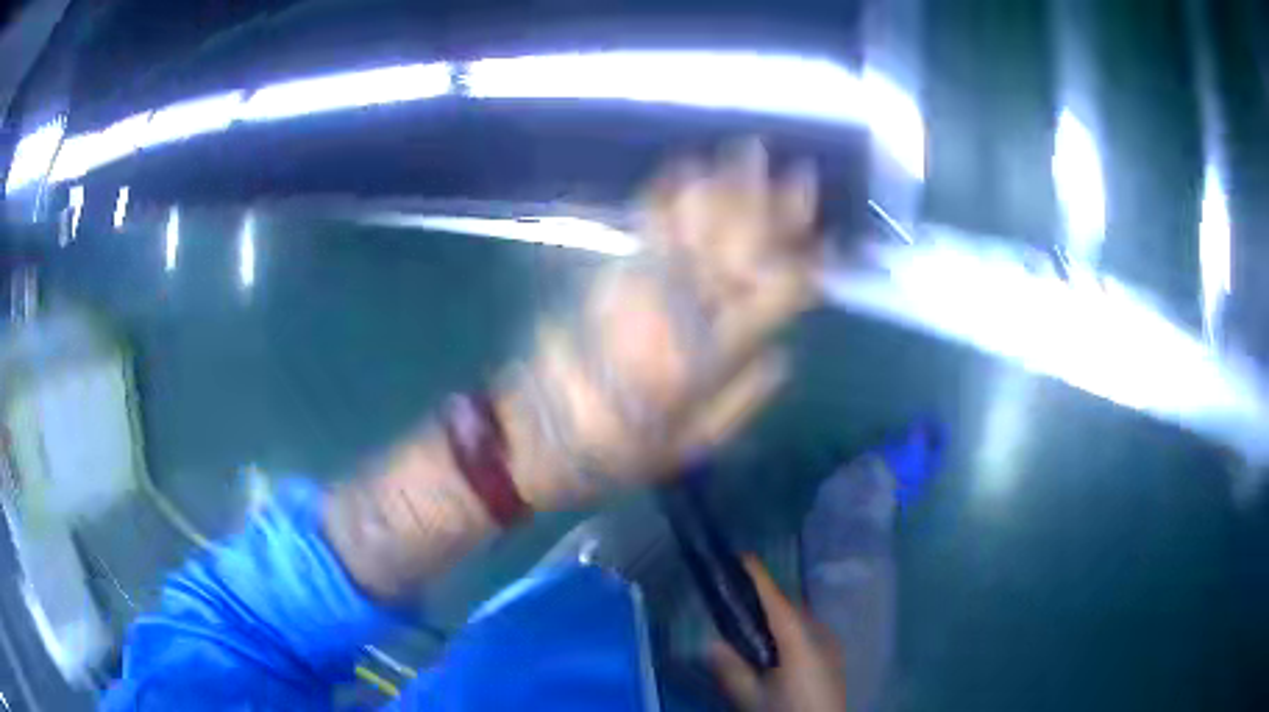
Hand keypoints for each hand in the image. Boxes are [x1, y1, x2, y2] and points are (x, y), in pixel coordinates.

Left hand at [524, 140, 820, 495]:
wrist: (536, 436)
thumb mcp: (692, 447)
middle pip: (737, 247)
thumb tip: (785, 354)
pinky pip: (643, 225)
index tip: (828, 244)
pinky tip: (685, 168)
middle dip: (772, 208)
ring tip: (749, 154)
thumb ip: (743, 399)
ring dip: (725, 187)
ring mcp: (641, 286)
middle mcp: (680, 311)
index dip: (806, 267)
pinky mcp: (609, 275)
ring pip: (694, 226)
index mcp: (707, 358)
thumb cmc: (618, 451)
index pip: (771, 297)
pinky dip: (666, 194)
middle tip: (800, 173)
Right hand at [710, 557, 846, 711]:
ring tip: (750, 617)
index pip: (777, 602)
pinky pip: (806, 631)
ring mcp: (830, 646)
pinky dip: (787, 628)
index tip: (742, 555)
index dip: (760, 577)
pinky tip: (774, 644)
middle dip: (765, 597)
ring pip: (799, 620)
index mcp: (800, 641)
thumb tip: (711, 642)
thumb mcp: (753, 698)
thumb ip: (732, 670)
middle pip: (789, 608)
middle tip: (735, 592)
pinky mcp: (832, 657)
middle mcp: (820, 635)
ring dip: (777, 614)